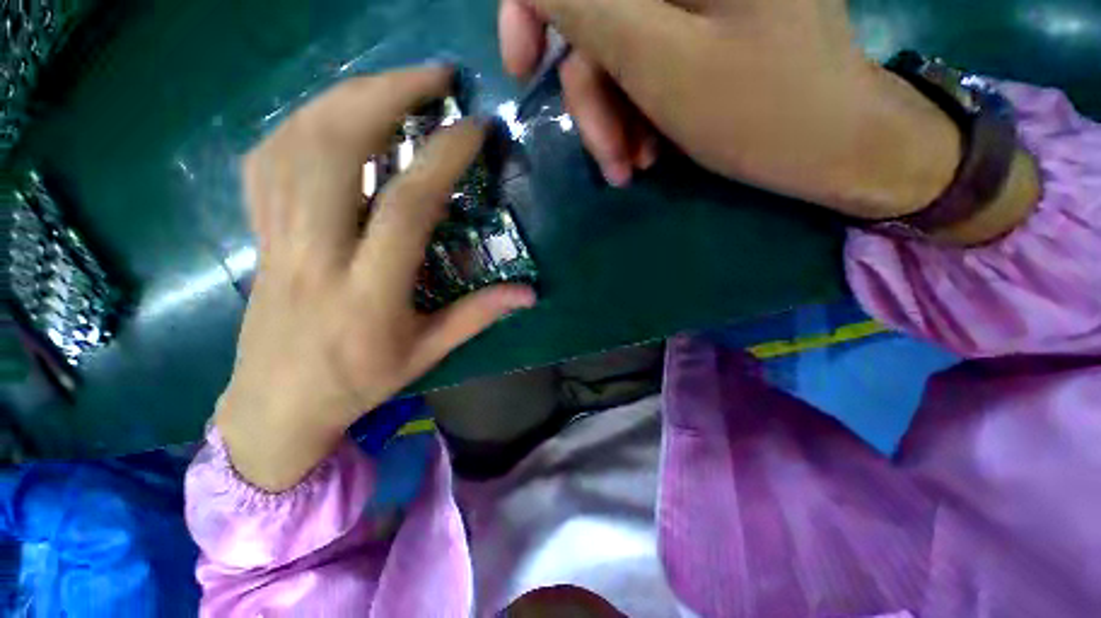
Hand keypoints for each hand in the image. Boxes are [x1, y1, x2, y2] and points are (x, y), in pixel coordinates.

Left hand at [216, 66, 535, 491]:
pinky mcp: (259, 234)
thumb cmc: (358, 382)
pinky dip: (302, 123)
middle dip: (385, 96)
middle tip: (433, 76)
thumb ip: (478, 316)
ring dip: (346, 97)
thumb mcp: (427, 353)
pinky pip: (268, 160)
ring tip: (391, 83)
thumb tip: (529, 293)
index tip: (474, 129)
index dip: (442, 158)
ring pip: (295, 143)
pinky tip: (335, 116)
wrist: (277, 404)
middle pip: (335, 150)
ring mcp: (276, 239)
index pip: (406, 207)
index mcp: (367, 293)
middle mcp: (315, 255)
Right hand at [499, 0, 962, 219]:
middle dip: (591, 98)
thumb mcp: (660, 60)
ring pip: (616, 51)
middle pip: (596, 16)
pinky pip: (642, 67)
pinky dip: (635, 114)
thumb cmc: (759, 110)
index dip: (531, 6)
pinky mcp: (702, 29)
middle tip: (610, 160)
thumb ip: (588, 6)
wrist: (831, 147)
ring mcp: (695, 0)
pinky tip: (648, 153)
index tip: (523, 69)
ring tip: (631, 167)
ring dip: (615, 119)